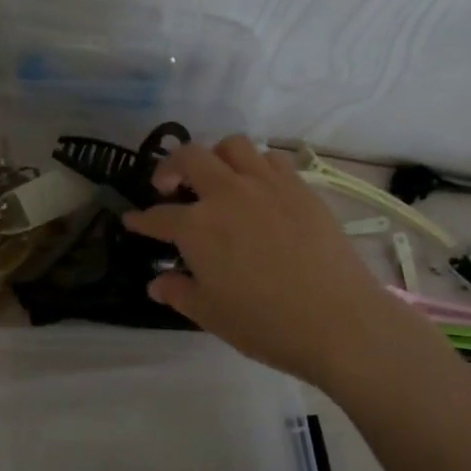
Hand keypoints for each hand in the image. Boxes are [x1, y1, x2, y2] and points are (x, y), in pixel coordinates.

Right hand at [123, 137, 405, 388]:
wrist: (339, 320)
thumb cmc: (266, 324)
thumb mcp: (211, 314)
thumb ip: (179, 292)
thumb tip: (157, 282)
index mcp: (197, 227)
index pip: (158, 216)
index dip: (141, 219)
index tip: (132, 220)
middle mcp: (227, 194)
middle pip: (189, 158)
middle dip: (170, 167)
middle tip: (168, 187)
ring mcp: (266, 185)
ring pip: (232, 146)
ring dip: (215, 156)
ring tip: (216, 178)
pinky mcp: (299, 187)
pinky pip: (271, 158)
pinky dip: (255, 165)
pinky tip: (257, 187)